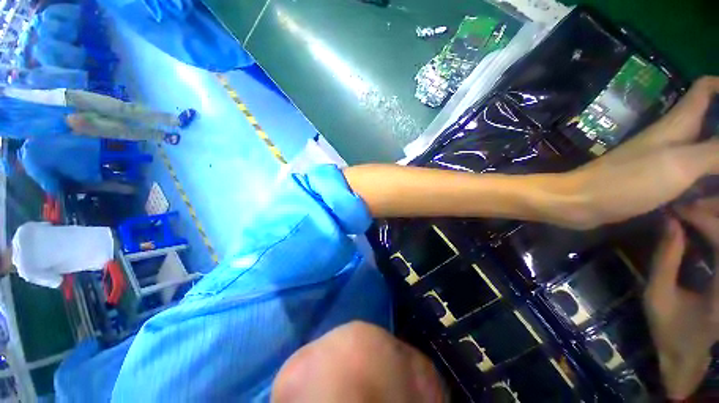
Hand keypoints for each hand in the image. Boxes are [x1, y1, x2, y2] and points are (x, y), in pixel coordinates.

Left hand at [565, 77, 718, 228]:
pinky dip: (706, 177)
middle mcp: (671, 137)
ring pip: (701, 147)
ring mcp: (660, 159)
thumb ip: (717, 150)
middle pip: (709, 119)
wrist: (580, 202)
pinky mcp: (652, 180)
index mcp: (677, 124)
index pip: (705, 89)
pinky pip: (689, 173)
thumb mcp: (681, 163)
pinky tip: (714, 191)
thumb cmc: (627, 181)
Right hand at [644, 211, 717, 399]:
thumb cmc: (669, 328)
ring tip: (692, 212)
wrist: (686, 354)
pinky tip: (699, 229)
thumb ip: (665, 259)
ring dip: (715, 218)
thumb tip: (669, 222)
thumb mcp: (658, 296)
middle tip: (687, 205)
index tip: (677, 210)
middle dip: (713, 211)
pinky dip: (715, 232)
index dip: (703, 219)